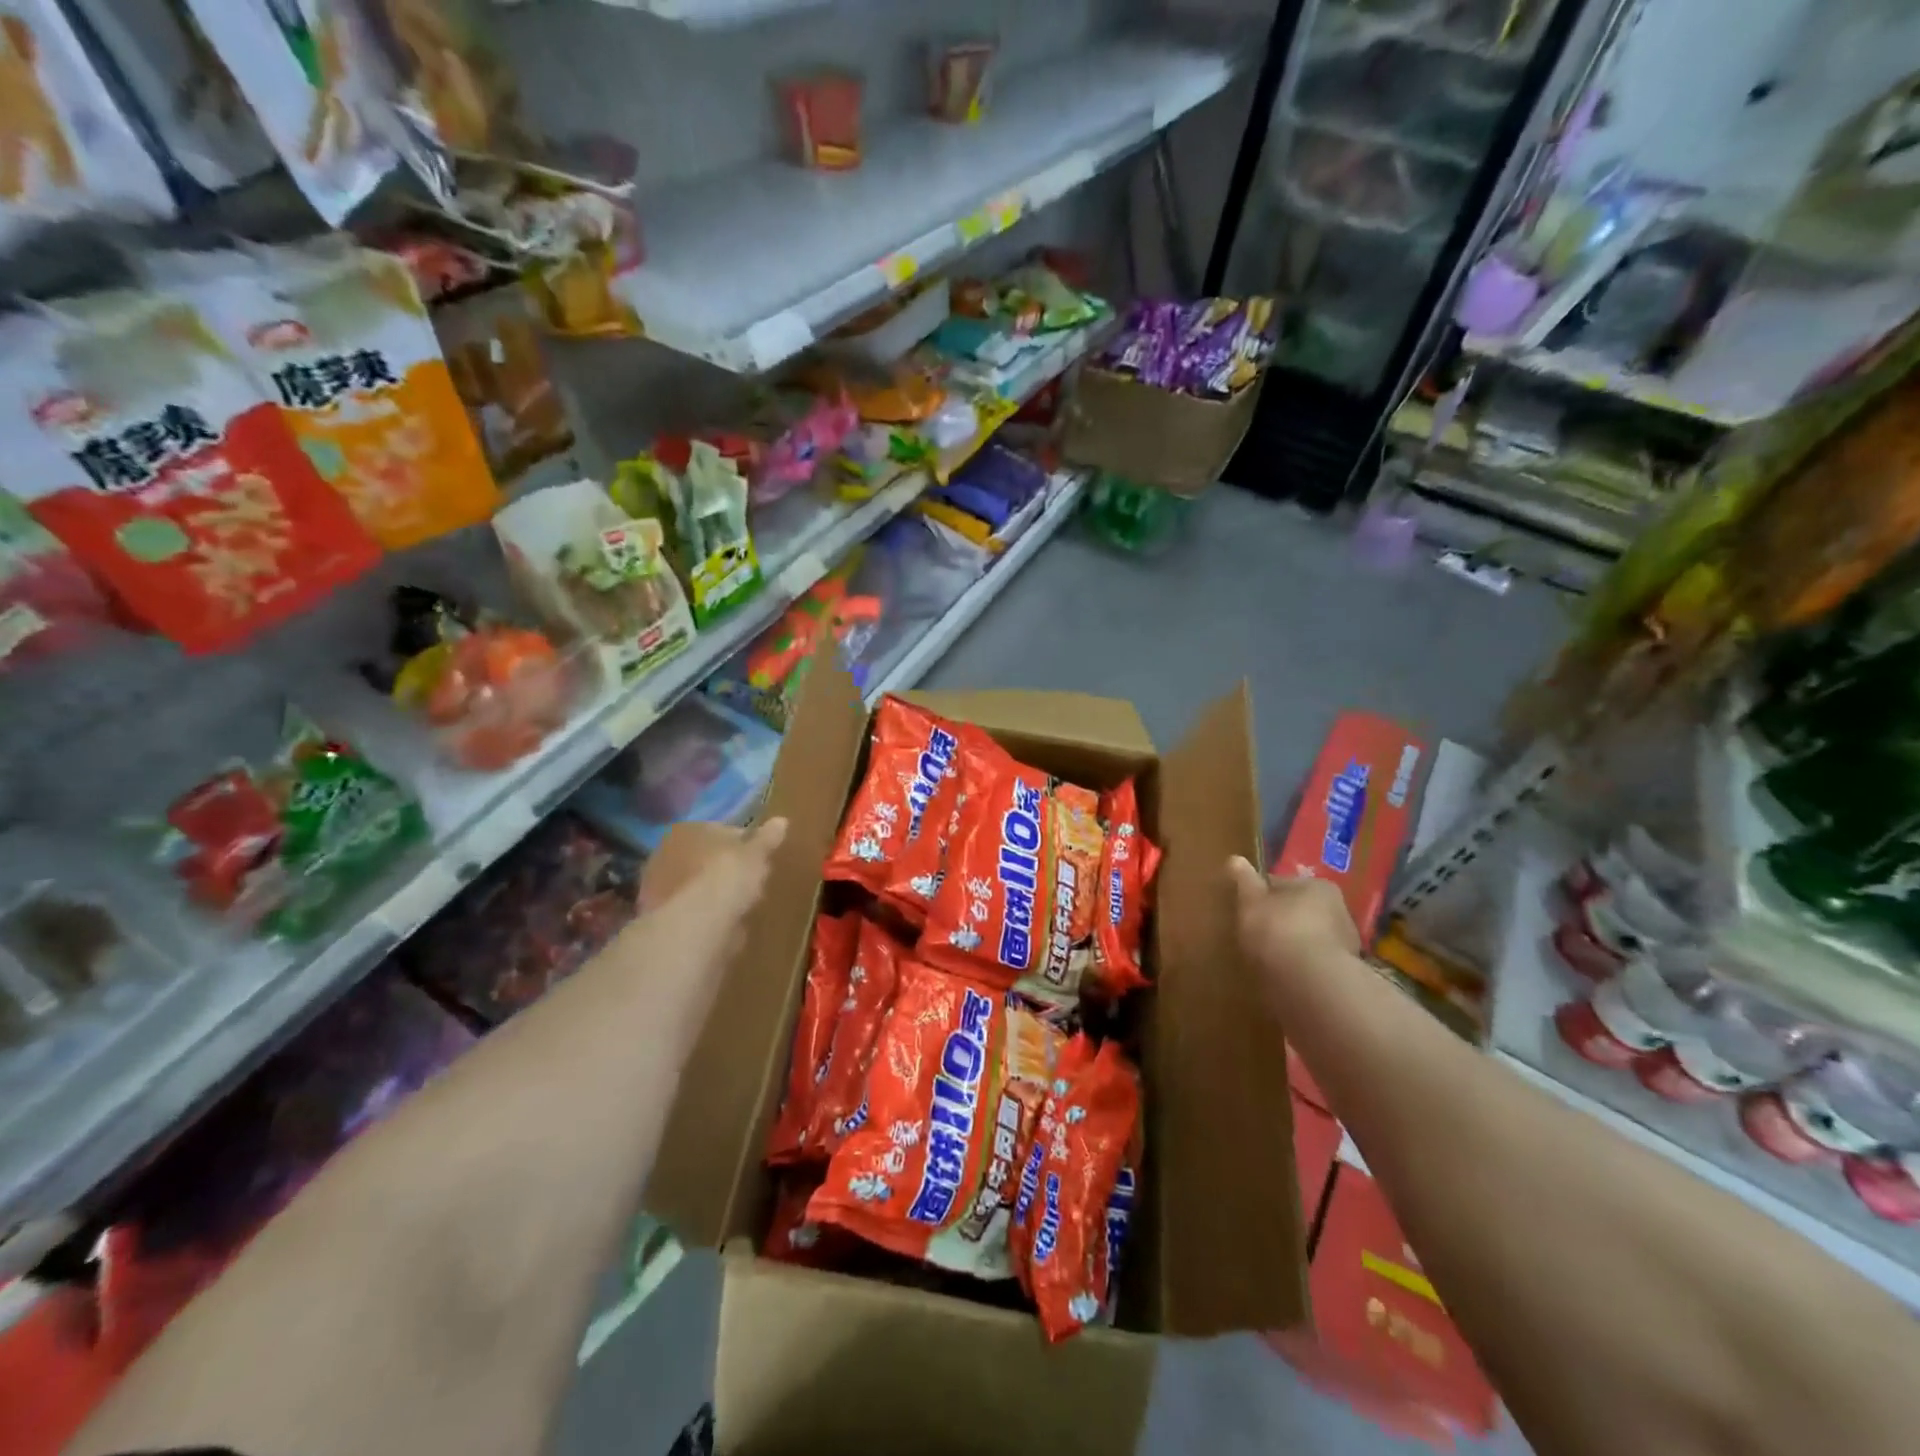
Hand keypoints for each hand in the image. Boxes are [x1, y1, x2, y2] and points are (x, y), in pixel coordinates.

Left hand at [640, 818, 787, 916]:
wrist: (696, 924)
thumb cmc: (728, 876)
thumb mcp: (757, 854)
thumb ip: (767, 838)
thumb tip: (781, 820)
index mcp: (688, 830)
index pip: (720, 831)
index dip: (742, 843)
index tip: (759, 857)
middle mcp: (666, 853)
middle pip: (704, 858)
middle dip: (724, 868)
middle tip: (750, 882)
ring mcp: (659, 885)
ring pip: (696, 885)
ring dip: (714, 893)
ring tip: (740, 907)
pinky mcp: (660, 917)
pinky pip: (692, 910)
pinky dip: (707, 915)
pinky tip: (725, 925)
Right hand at [1228, 857, 1360, 973]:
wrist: (1311, 983)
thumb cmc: (1278, 930)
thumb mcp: (1251, 901)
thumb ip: (1244, 880)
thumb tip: (1235, 858)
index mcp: (1319, 886)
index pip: (1284, 884)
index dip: (1262, 894)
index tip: (1246, 906)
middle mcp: (1339, 910)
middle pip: (1300, 910)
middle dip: (1281, 919)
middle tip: (1255, 932)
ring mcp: (1345, 944)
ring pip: (1309, 938)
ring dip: (1292, 945)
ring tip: (1266, 958)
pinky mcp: (1343, 974)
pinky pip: (1313, 963)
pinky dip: (1300, 967)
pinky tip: (1282, 976)